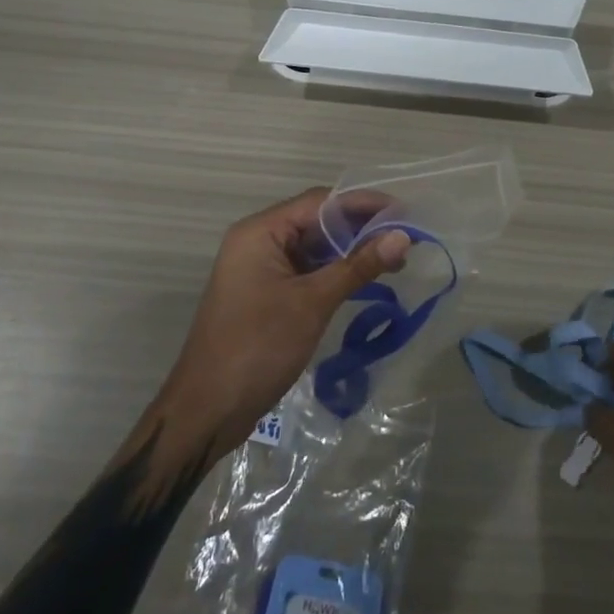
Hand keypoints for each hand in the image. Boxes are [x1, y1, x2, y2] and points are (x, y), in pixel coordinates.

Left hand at [153, 188, 409, 456]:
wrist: (208, 411)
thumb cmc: (257, 347)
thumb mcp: (312, 303)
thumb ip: (358, 266)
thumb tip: (403, 237)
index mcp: (261, 232)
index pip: (320, 202)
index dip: (364, 203)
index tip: (404, 213)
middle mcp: (258, 241)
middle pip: (317, 221)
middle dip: (361, 228)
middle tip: (405, 238)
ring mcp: (261, 269)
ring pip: (314, 247)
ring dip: (351, 251)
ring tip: (395, 260)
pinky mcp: (267, 293)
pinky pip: (307, 270)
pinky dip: (336, 271)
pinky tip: (366, 279)